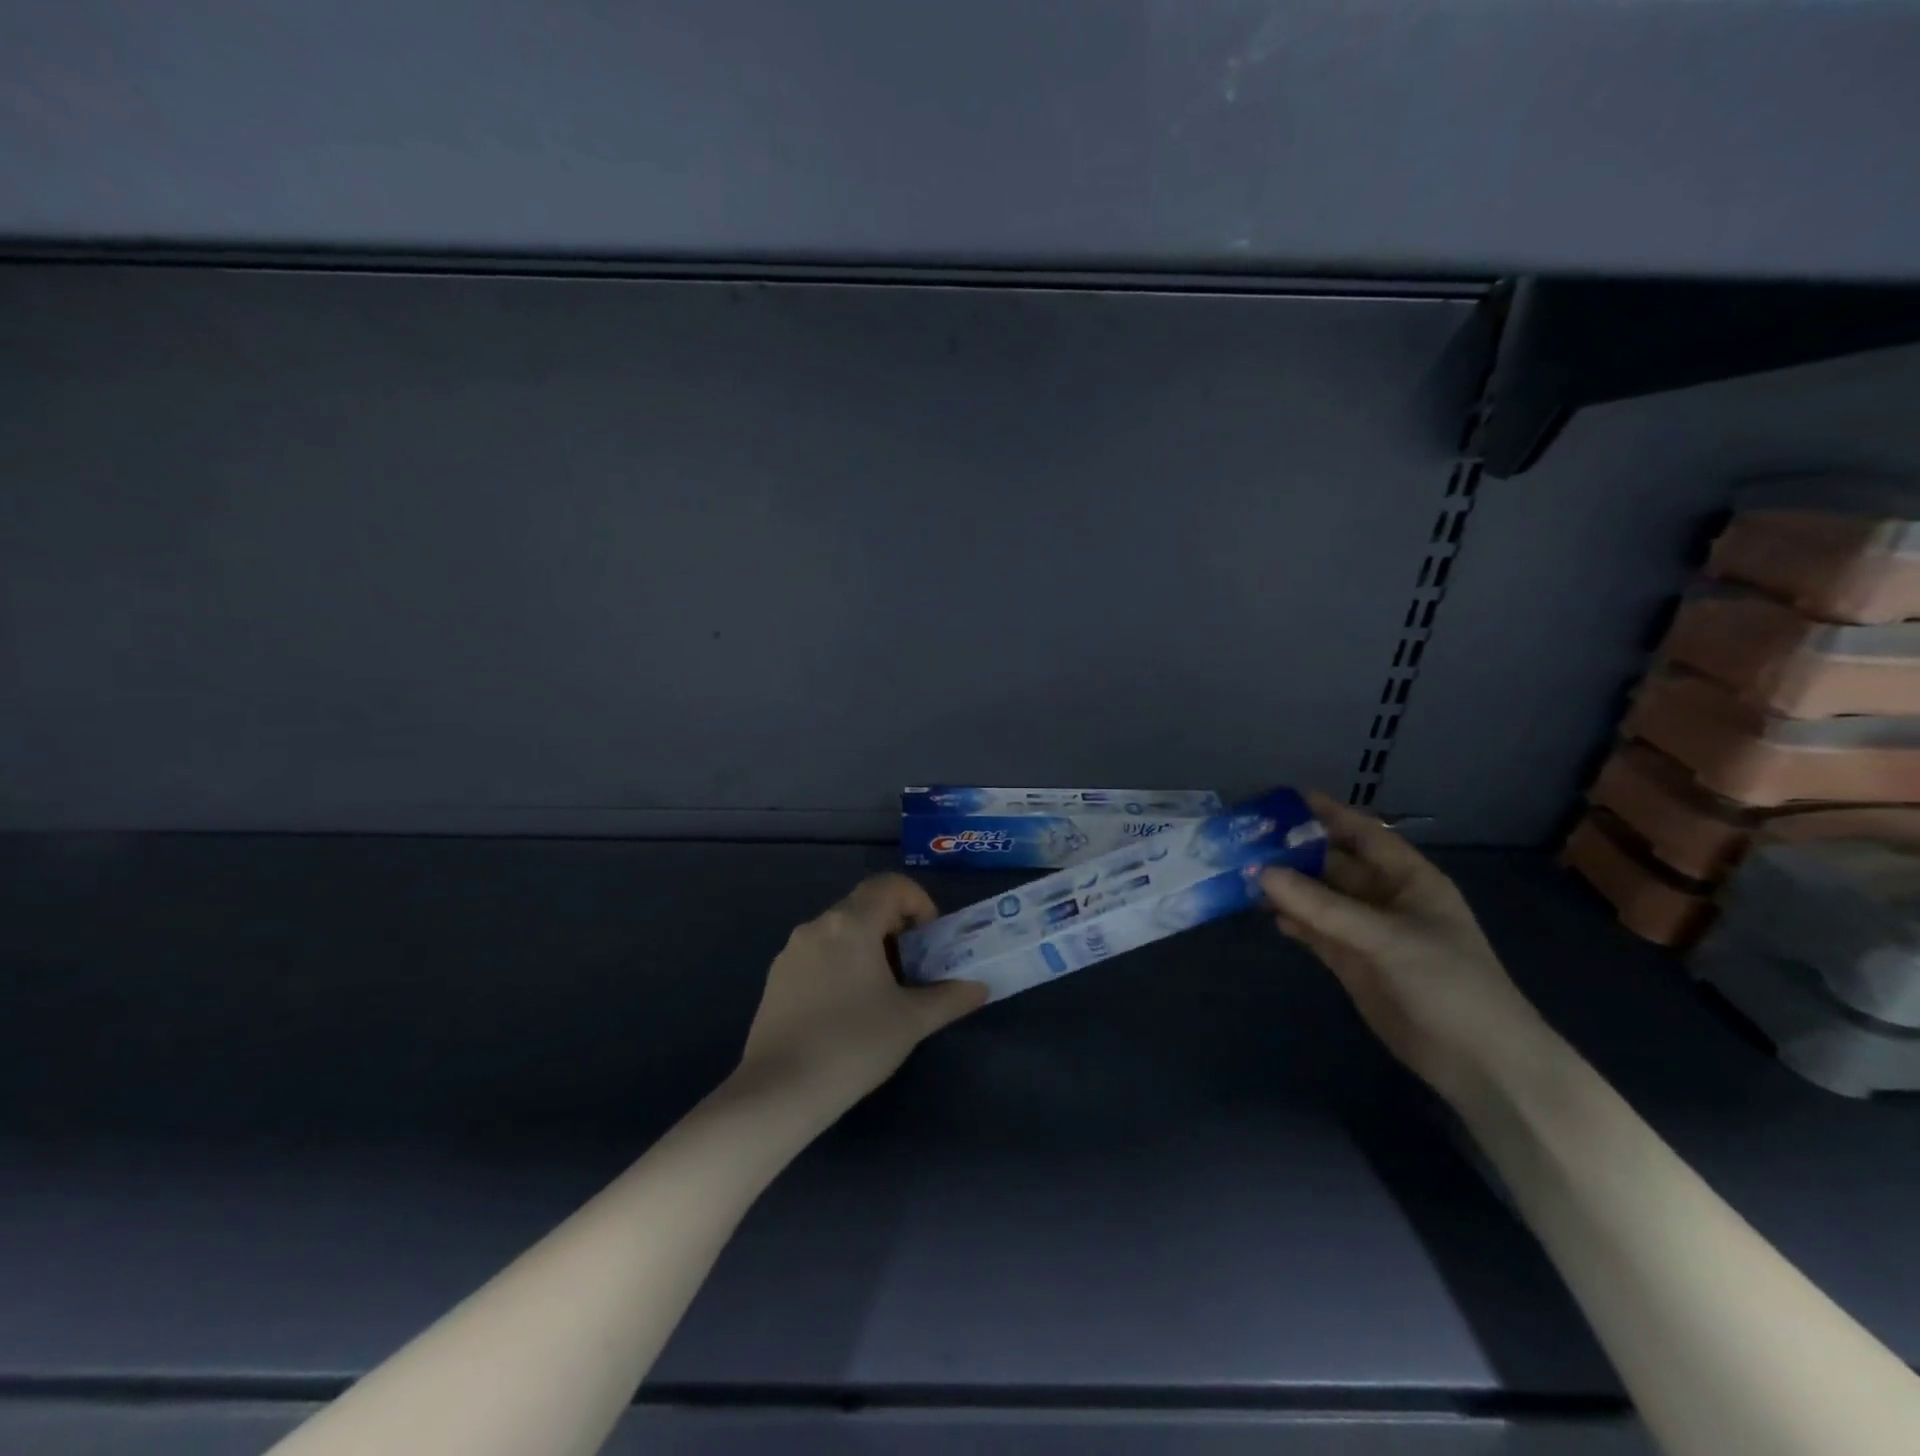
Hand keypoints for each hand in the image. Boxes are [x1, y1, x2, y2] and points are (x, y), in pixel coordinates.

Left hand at [735, 873, 987, 1111]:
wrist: (778, 1091)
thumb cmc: (853, 1045)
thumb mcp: (912, 1021)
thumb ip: (951, 998)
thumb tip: (979, 988)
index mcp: (852, 923)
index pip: (891, 885)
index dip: (919, 902)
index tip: (930, 940)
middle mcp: (818, 925)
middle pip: (866, 904)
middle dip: (897, 926)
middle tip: (914, 966)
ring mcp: (791, 951)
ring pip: (841, 929)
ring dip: (869, 945)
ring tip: (883, 990)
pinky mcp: (777, 977)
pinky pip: (819, 952)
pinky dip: (842, 962)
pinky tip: (847, 1009)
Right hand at [1261, 792, 1553, 1107]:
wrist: (1478, 1062)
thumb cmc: (1447, 982)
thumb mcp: (1386, 937)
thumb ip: (1322, 906)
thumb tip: (1261, 872)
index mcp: (1408, 878)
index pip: (1363, 833)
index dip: (1327, 814)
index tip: (1283, 798)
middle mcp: (1384, 898)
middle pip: (1333, 864)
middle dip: (1294, 851)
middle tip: (1246, 839)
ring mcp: (1366, 932)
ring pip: (1318, 898)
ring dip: (1286, 886)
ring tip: (1241, 872)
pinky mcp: (1351, 962)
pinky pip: (1315, 930)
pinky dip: (1291, 920)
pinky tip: (1264, 911)